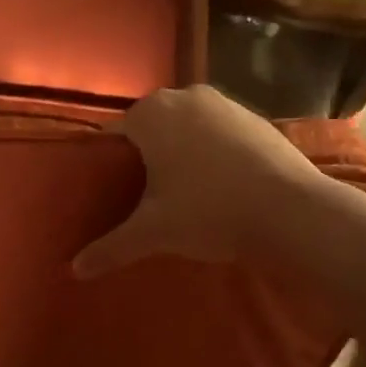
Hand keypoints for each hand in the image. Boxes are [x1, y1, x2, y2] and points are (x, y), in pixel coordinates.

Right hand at [71, 86, 320, 277]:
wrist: (291, 210)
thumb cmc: (209, 211)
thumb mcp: (153, 233)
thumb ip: (110, 248)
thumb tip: (73, 270)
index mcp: (150, 113)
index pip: (114, 135)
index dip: (109, 165)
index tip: (113, 194)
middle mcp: (184, 96)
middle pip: (151, 128)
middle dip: (147, 158)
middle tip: (146, 200)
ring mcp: (224, 103)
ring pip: (187, 128)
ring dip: (182, 153)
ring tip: (184, 195)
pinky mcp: (256, 117)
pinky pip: (219, 133)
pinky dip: (214, 153)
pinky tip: (222, 186)